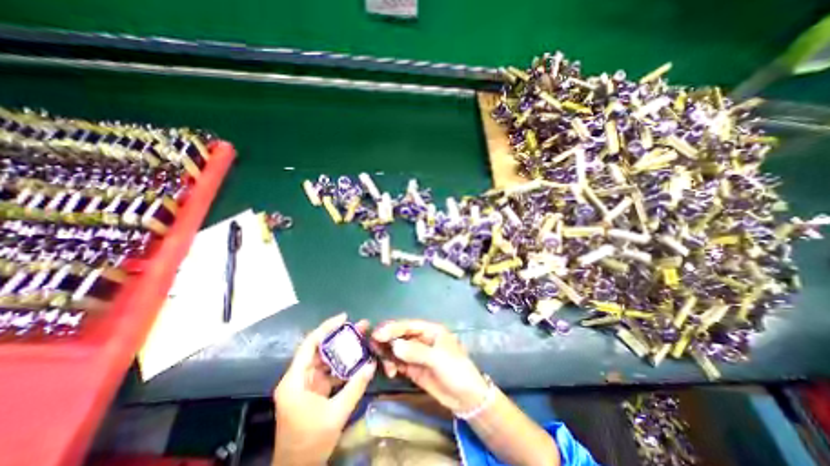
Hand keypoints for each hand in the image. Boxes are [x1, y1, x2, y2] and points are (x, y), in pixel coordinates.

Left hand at [273, 313, 377, 465]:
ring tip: (361, 338)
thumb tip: (372, 364)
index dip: (326, 328)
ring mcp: (305, 384)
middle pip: (319, 349)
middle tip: (360, 327)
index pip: (310, 344)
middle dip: (340, 337)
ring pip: (325, 359)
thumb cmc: (310, 443)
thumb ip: (355, 387)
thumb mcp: (336, 414)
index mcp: (295, 381)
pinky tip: (357, 360)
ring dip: (343, 350)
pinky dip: (342, 365)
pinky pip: (329, 371)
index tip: (344, 318)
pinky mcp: (313, 391)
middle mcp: (297, 378)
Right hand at [374, 320, 486, 415]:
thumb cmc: (456, 371)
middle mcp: (422, 339)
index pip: (408, 326)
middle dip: (387, 340)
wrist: (467, 398)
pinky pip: (399, 363)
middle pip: (400, 336)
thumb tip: (394, 346)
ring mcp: (417, 354)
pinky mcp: (414, 368)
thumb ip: (416, 352)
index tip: (377, 334)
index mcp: (430, 330)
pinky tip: (390, 371)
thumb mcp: (438, 359)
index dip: (392, 328)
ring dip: (388, 353)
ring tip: (382, 363)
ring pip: (397, 349)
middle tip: (373, 346)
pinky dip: (392, 365)